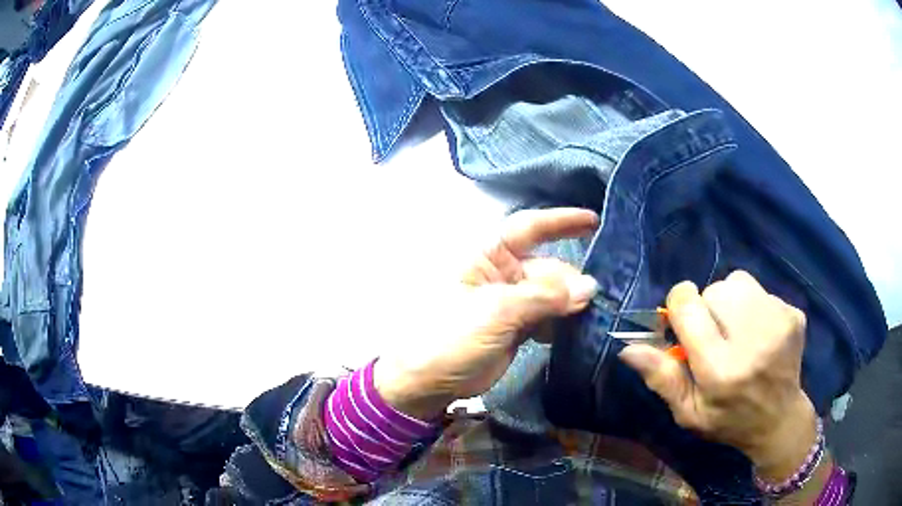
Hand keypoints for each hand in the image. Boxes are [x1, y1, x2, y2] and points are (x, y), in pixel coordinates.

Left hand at [375, 208, 599, 420]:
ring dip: (570, 303)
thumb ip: (544, 297)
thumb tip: (589, 286)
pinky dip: (561, 322)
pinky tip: (573, 331)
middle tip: (592, 300)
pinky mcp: (515, 328)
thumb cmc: (450, 336)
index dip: (561, 221)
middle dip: (570, 280)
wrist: (427, 382)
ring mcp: (509, 302)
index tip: (593, 221)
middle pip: (546, 267)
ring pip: (550, 294)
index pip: (528, 228)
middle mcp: (500, 274)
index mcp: (486, 256)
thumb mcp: (496, 311)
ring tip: (591, 315)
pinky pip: (546, 317)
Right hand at [619, 271, 817, 481]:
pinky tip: (759, 333)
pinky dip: (754, 306)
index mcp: (720, 370)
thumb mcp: (688, 412)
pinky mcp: (793, 313)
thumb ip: (662, 378)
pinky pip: (761, 290)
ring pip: (738, 282)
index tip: (682, 320)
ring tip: (737, 331)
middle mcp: (752, 341)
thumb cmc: (728, 420)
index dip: (679, 306)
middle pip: (714, 289)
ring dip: (731, 301)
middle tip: (714, 337)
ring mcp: (778, 323)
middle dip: (707, 307)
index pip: (689, 306)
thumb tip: (628, 347)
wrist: (779, 419)